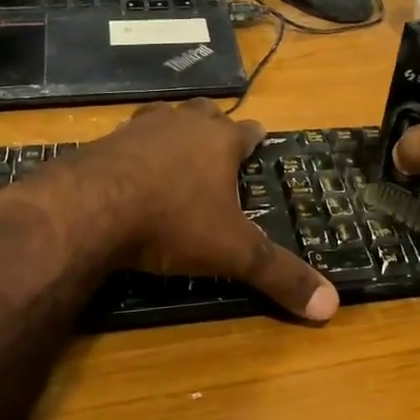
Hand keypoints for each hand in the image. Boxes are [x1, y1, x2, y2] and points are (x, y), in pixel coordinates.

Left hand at [0, 100, 338, 322]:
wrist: (88, 210)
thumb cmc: (172, 222)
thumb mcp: (233, 253)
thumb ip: (279, 275)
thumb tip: (331, 307)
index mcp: (219, 141)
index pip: (247, 130)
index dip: (255, 137)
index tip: (259, 140)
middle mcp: (181, 124)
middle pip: (204, 113)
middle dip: (213, 125)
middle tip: (217, 143)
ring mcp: (137, 129)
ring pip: (162, 118)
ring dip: (172, 132)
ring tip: (174, 151)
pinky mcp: (101, 144)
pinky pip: (125, 140)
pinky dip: (133, 152)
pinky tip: (128, 172)